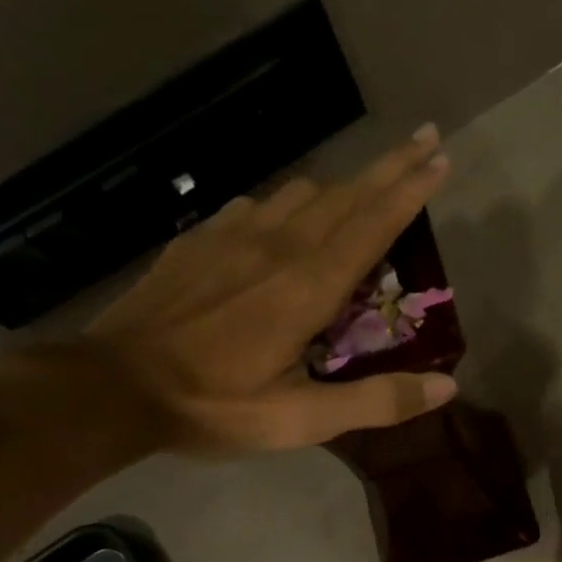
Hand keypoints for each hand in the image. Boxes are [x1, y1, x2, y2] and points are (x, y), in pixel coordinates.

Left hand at [78, 125, 458, 454]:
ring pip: (301, 192)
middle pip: (344, 193)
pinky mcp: (199, 240)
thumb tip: (447, 386)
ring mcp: (232, 236)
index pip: (372, 223)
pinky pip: (256, 206)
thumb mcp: (303, 419)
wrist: (113, 387)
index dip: (410, 190)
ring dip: (341, 187)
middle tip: (424, 142)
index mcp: (308, 286)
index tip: (441, 159)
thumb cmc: (216, 406)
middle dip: (389, 167)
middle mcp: (277, 246)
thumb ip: (377, 401)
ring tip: (362, 195)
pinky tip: (282, 224)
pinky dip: (287, 206)